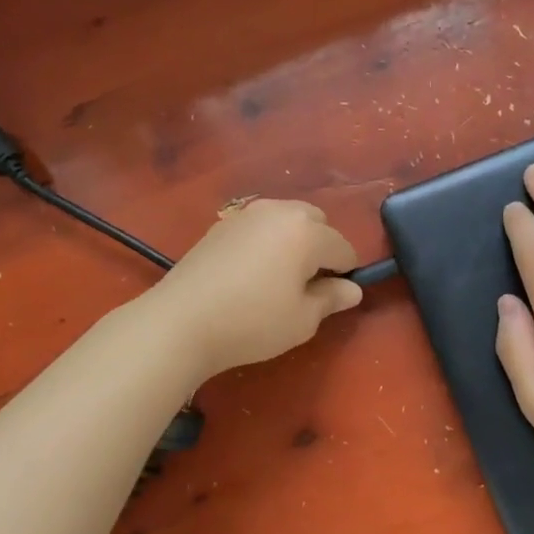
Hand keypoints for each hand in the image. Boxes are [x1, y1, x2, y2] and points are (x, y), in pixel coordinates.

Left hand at [148, 199, 361, 380]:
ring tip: (278, 279)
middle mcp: (279, 211)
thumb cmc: (253, 322)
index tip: (332, 299)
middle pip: (316, 222)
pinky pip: (258, 227)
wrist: (181, 321)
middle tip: (306, 286)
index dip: (345, 274)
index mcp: (307, 231)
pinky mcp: (220, 225)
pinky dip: (265, 243)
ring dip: (293, 242)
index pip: (343, 248)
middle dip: (320, 248)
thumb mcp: (302, 319)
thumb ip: (331, 299)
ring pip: (285, 220)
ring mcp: (246, 214)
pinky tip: (250, 274)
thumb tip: (353, 289)